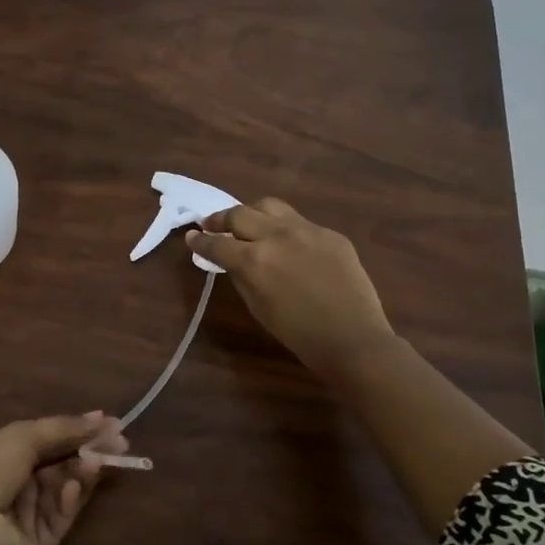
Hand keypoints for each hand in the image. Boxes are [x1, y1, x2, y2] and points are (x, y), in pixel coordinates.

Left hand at [0, 413, 129, 544]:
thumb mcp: (24, 436)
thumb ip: (65, 428)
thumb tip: (102, 417)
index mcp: (9, 455)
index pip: (53, 442)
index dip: (82, 433)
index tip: (113, 426)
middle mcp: (19, 485)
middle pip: (63, 467)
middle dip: (89, 454)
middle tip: (119, 446)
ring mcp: (28, 518)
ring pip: (66, 493)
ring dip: (82, 475)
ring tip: (96, 463)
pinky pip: (60, 520)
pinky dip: (69, 503)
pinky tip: (73, 488)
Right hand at [187, 199, 394, 375]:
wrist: (353, 339)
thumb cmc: (299, 334)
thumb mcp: (258, 307)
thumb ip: (241, 276)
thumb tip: (231, 260)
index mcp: (254, 260)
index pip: (217, 243)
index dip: (200, 240)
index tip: (191, 237)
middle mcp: (277, 236)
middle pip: (239, 213)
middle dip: (220, 218)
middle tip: (212, 224)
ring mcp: (306, 230)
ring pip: (270, 206)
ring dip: (252, 212)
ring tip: (248, 222)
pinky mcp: (330, 233)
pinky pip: (299, 222)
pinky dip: (284, 228)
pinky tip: (287, 243)